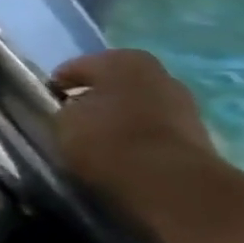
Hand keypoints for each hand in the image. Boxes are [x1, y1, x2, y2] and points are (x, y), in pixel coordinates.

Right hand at [51, 49, 216, 217]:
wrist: (168, 182)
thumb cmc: (106, 139)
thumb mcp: (62, 122)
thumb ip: (63, 110)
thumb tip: (70, 112)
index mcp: (122, 60)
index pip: (76, 69)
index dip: (58, 87)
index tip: (45, 107)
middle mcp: (158, 73)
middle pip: (113, 84)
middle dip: (94, 99)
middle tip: (71, 121)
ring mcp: (183, 104)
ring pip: (136, 107)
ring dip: (118, 119)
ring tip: (95, 143)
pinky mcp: (197, 134)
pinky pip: (153, 130)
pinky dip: (137, 138)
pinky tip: (120, 155)